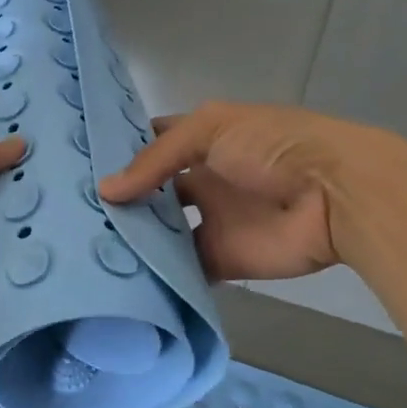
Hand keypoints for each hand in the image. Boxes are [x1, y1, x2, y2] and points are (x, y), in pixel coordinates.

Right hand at [99, 101, 377, 282]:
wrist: (335, 194)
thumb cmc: (272, 146)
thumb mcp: (210, 130)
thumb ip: (157, 159)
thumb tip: (106, 190)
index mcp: (201, 140)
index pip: (151, 142)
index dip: (119, 149)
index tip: (76, 162)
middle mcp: (201, 179)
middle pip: (152, 191)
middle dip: (120, 199)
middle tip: (72, 213)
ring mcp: (211, 220)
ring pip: (162, 232)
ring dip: (134, 238)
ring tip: (85, 247)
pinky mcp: (221, 259)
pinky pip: (183, 269)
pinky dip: (158, 274)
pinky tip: (121, 277)